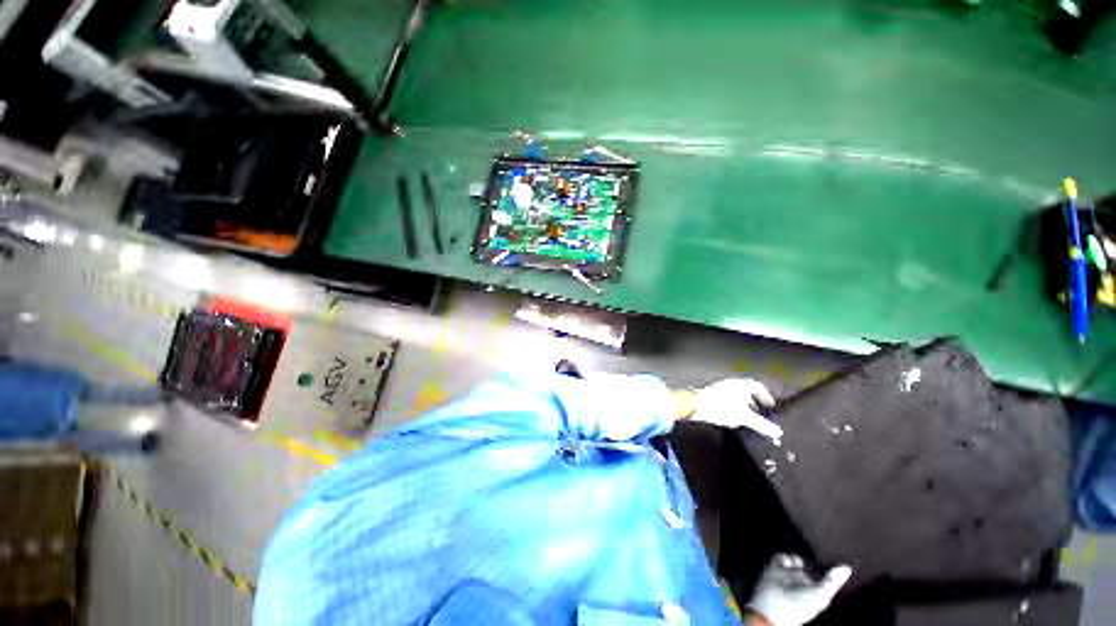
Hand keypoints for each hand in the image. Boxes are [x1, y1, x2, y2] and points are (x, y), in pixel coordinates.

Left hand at [687, 379, 781, 439]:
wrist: (695, 406)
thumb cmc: (719, 407)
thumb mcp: (745, 417)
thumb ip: (762, 424)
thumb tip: (777, 431)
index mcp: (740, 385)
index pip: (758, 386)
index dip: (766, 396)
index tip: (770, 405)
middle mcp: (731, 385)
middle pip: (747, 392)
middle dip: (755, 403)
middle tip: (761, 414)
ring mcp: (720, 390)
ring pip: (736, 397)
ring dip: (743, 407)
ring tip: (748, 420)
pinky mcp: (712, 397)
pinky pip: (726, 401)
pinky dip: (732, 409)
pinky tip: (732, 420)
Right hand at [747, 555, 851, 625]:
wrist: (774, 606)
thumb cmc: (800, 605)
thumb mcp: (820, 594)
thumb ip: (831, 581)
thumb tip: (847, 567)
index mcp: (816, 589)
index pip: (823, 575)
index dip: (824, 568)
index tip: (829, 560)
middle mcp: (803, 581)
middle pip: (807, 565)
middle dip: (807, 560)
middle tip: (808, 560)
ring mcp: (788, 575)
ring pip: (794, 559)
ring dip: (794, 557)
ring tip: (795, 562)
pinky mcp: (775, 569)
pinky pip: (780, 557)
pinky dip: (783, 557)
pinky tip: (786, 562)